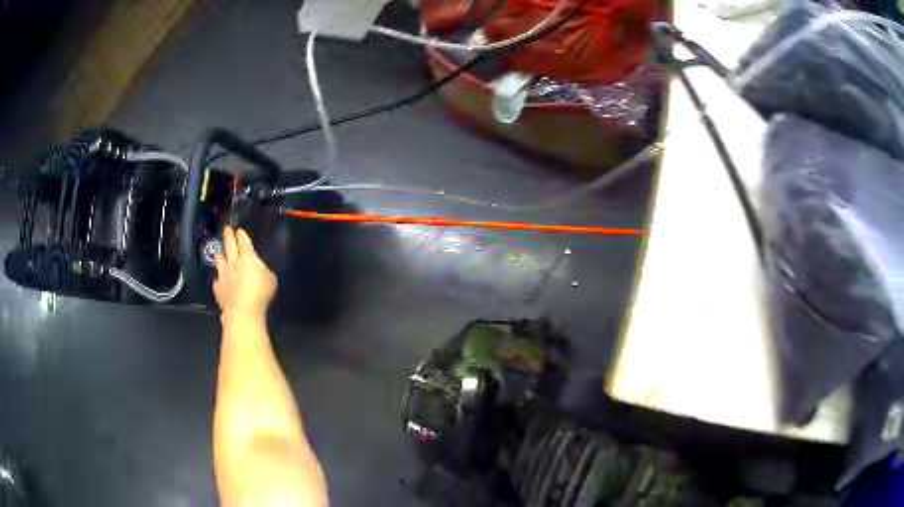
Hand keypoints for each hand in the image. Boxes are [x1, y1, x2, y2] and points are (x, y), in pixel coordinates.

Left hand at [213, 226, 276, 321]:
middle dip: (228, 235)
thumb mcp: (271, 279)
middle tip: (227, 229)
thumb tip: (261, 270)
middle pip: (229, 245)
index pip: (244, 241)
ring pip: (219, 260)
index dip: (242, 235)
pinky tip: (219, 280)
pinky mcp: (218, 289)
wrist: (242, 310)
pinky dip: (218, 279)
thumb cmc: (260, 293)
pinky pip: (217, 281)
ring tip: (219, 252)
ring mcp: (224, 275)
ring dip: (219, 255)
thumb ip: (264, 271)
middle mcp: (233, 263)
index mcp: (248, 257)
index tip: (239, 230)